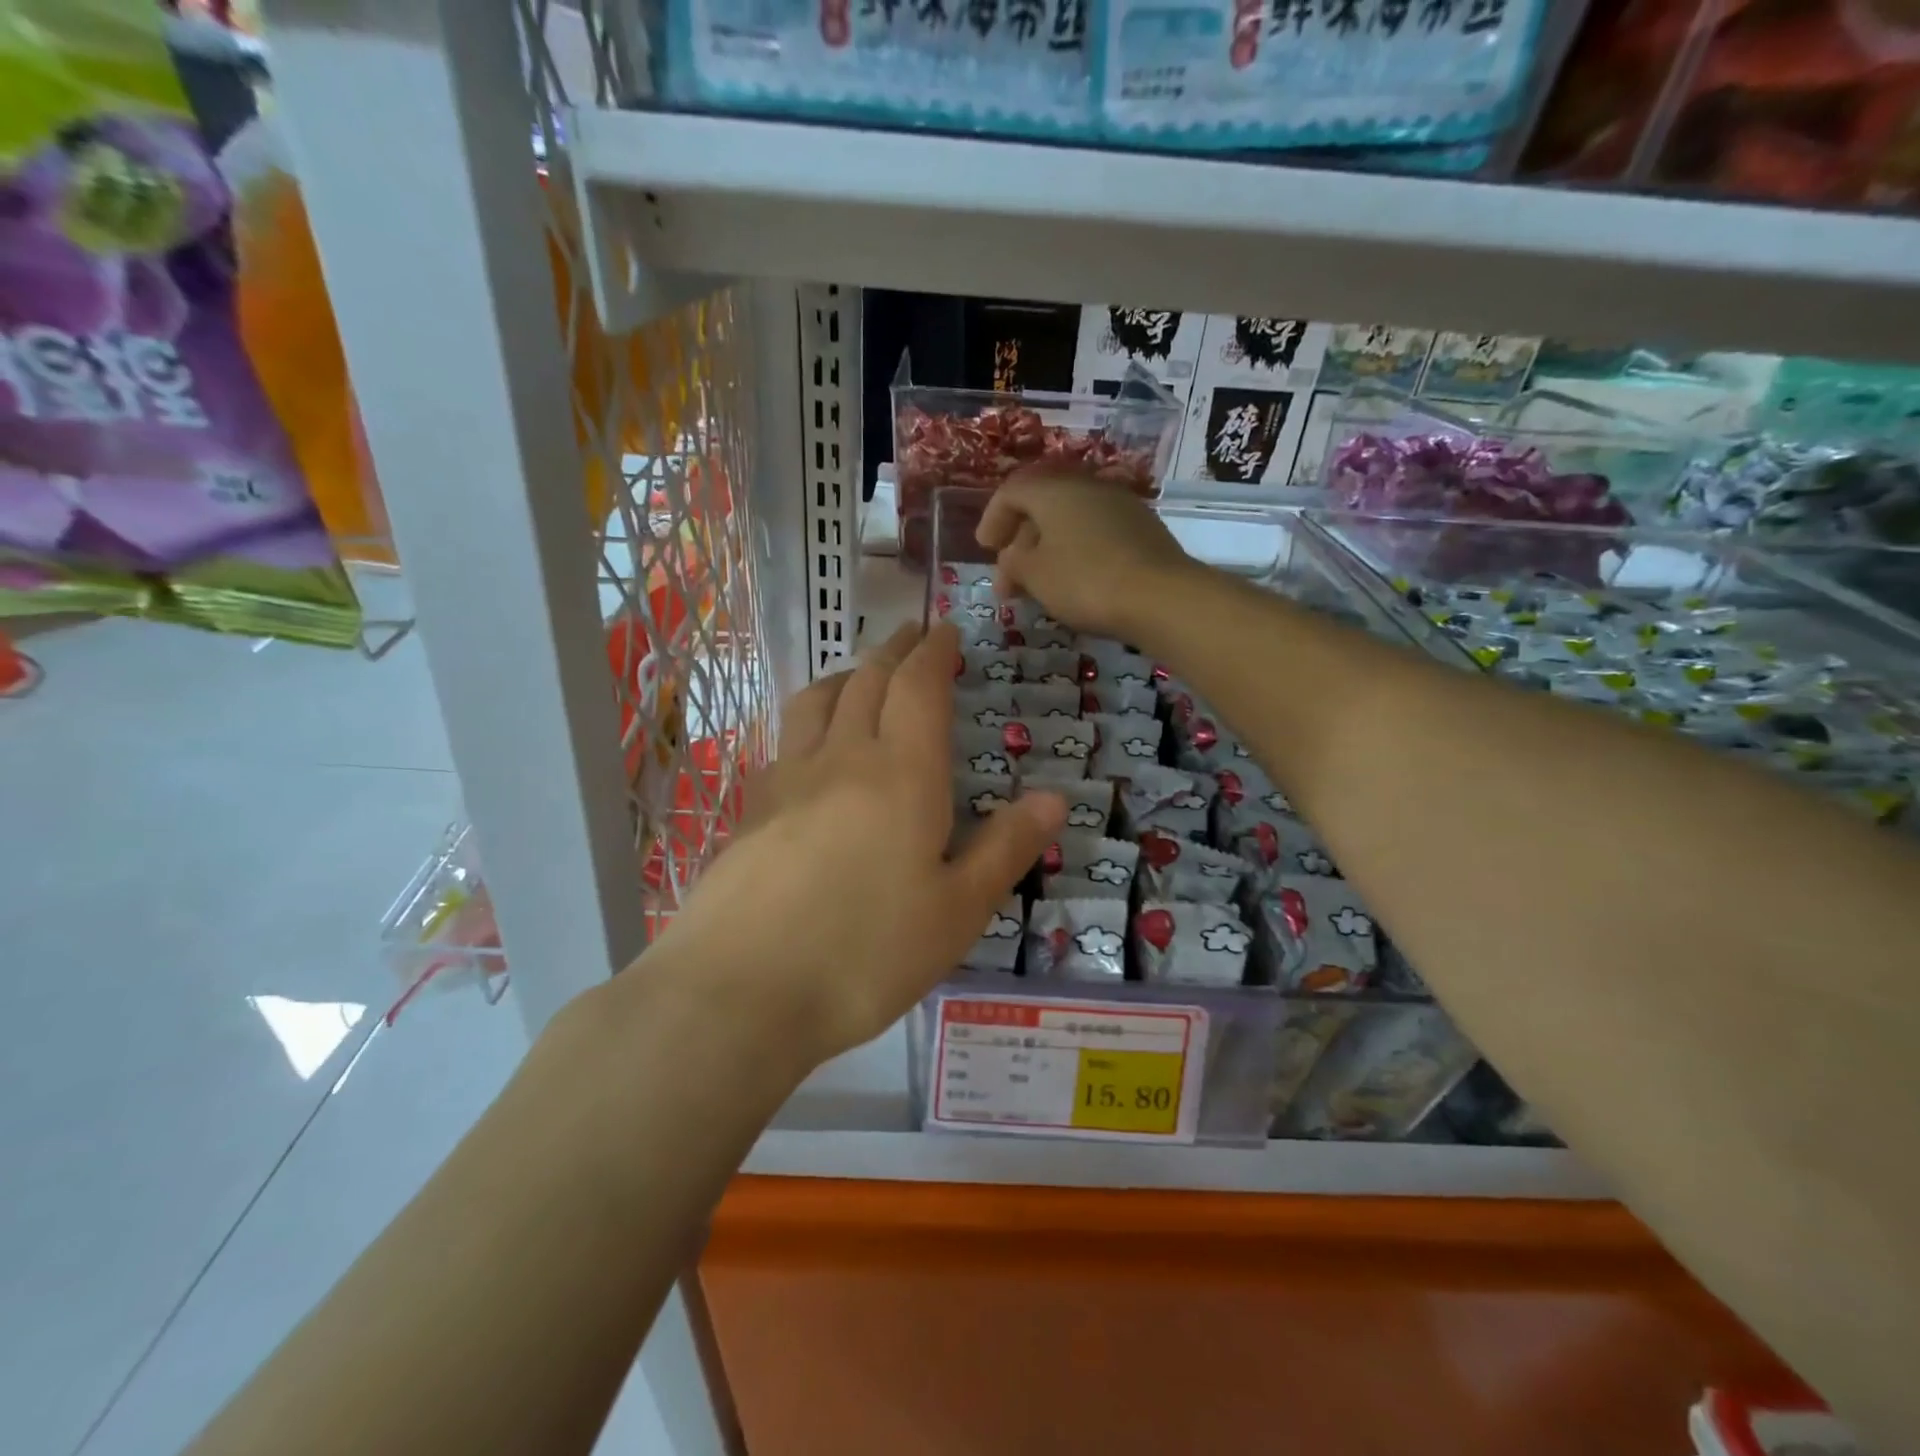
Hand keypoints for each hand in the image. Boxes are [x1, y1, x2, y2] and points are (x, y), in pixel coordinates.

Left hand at [648, 623, 1065, 1068]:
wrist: (740, 990)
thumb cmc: (866, 953)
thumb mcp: (957, 911)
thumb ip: (1006, 848)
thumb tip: (1053, 796)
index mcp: (902, 774)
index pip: (919, 687)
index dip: (935, 652)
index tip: (947, 631)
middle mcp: (843, 759)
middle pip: (868, 681)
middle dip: (895, 650)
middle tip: (912, 634)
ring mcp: (788, 780)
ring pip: (818, 701)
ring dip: (847, 674)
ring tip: (862, 673)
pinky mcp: (752, 810)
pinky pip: (786, 740)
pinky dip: (810, 719)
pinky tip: (811, 745)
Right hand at [975, 473, 1197, 639]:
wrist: (1161, 597)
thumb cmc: (1085, 581)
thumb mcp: (1035, 575)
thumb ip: (1013, 562)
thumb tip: (1012, 557)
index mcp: (1055, 490)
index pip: (1012, 491)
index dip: (992, 518)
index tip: (984, 549)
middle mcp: (1088, 487)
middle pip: (1043, 505)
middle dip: (1020, 541)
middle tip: (1009, 579)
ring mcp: (1121, 506)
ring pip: (1072, 521)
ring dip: (1049, 550)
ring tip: (1040, 586)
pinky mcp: (1143, 530)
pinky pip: (1097, 534)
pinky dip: (1077, 553)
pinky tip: (1075, 583)